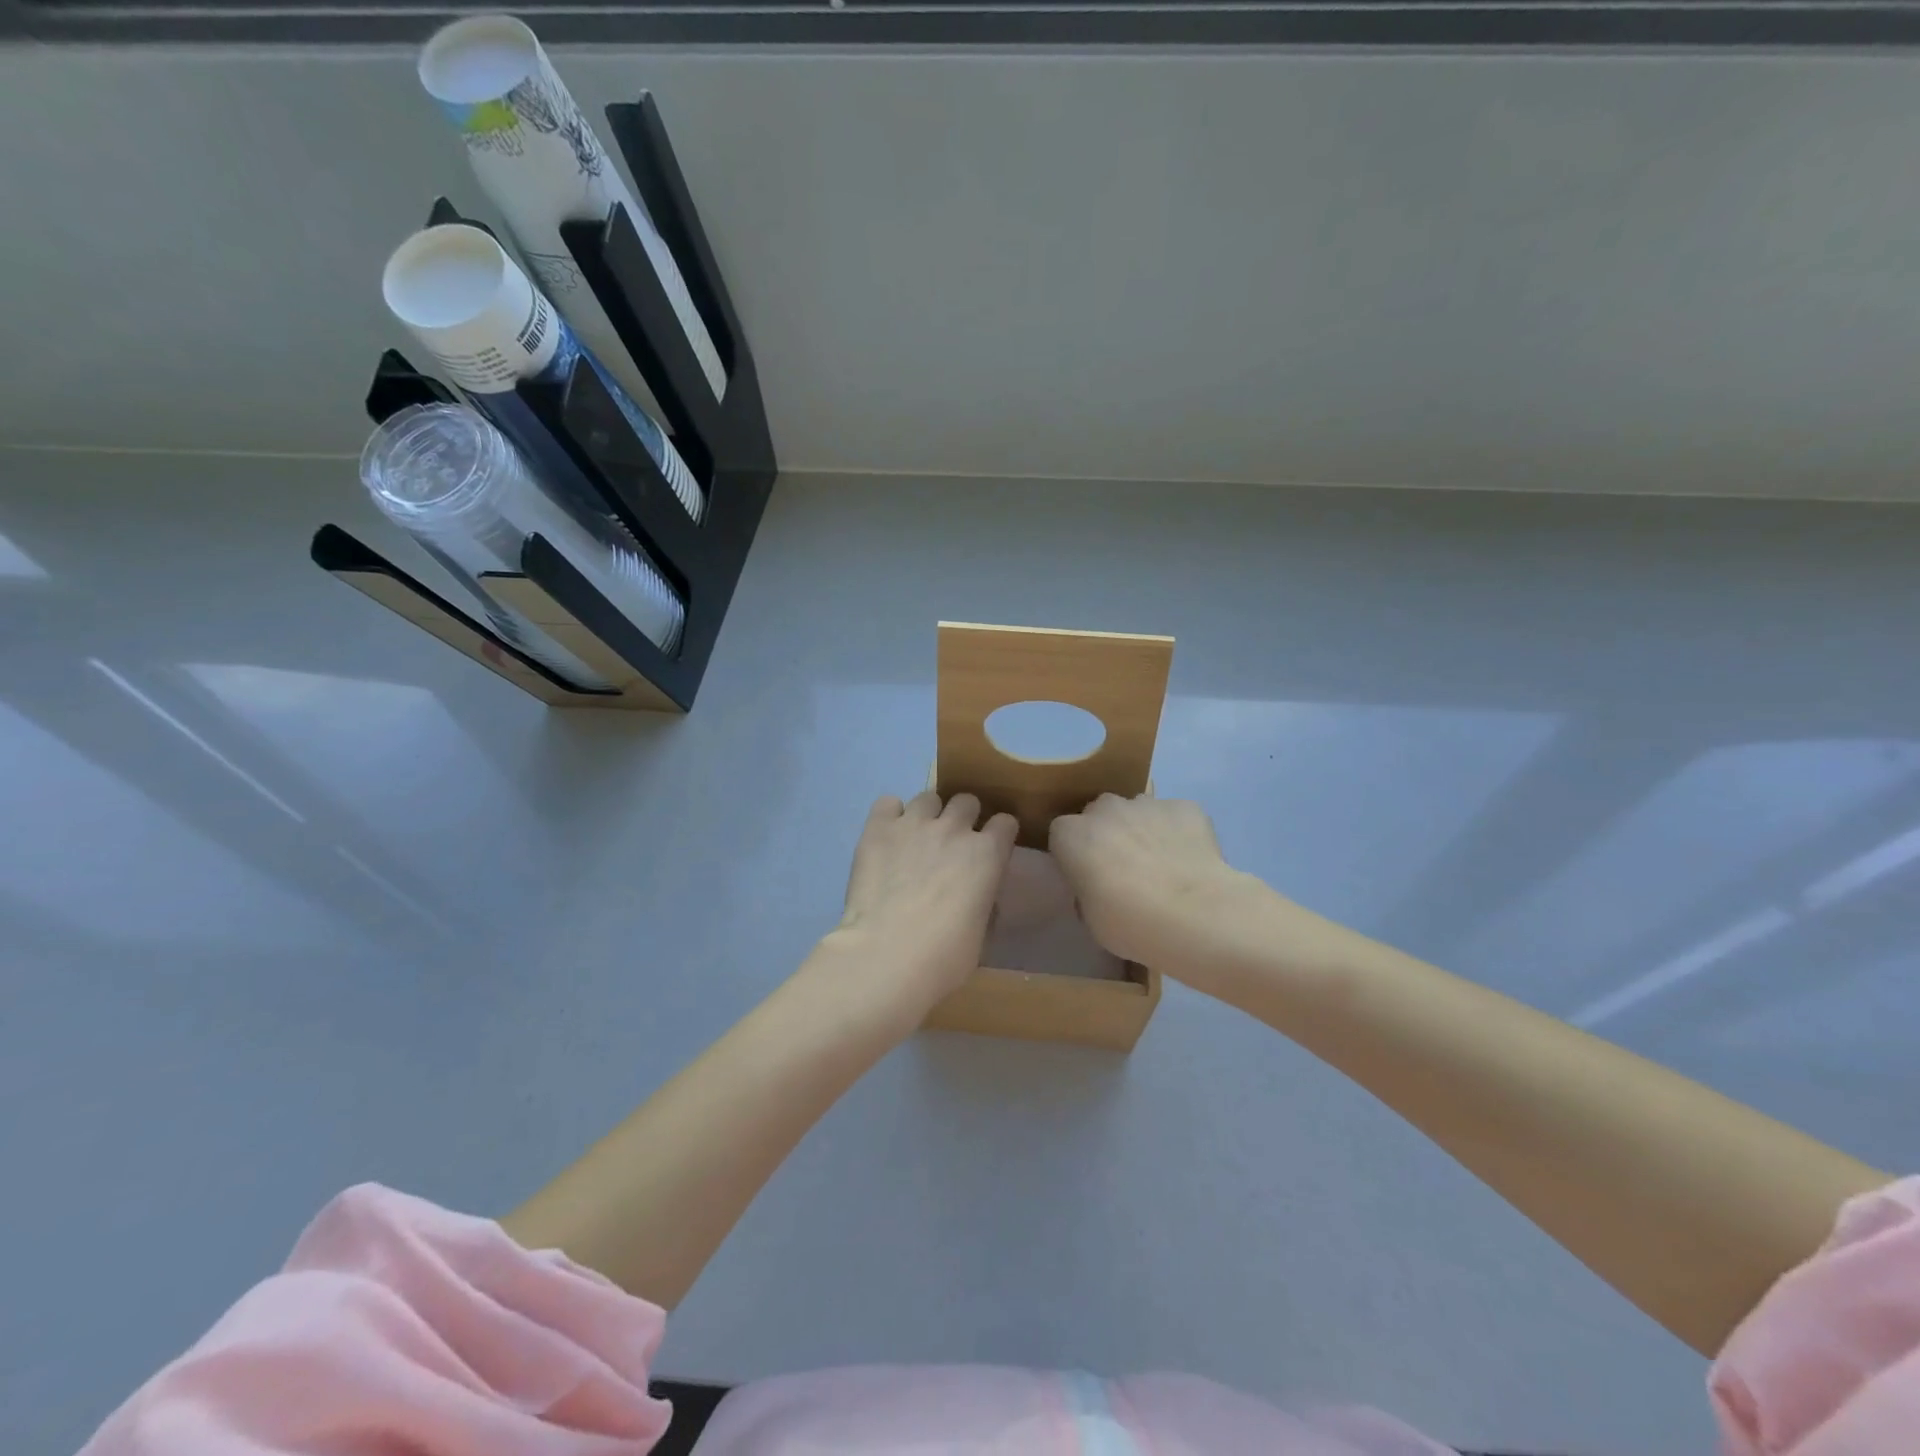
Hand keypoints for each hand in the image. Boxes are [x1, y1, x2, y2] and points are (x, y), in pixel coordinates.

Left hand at [830, 790, 1018, 1012]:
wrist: (888, 955)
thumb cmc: (944, 957)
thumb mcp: (981, 931)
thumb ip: (982, 899)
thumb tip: (975, 894)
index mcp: (988, 854)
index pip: (1006, 823)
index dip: (998, 835)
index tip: (991, 848)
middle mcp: (954, 828)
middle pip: (967, 801)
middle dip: (963, 818)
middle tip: (950, 844)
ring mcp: (915, 823)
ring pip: (929, 797)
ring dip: (927, 815)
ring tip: (915, 839)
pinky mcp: (879, 827)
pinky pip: (888, 803)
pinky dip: (890, 816)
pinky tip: (886, 837)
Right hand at [1048, 793, 1268, 977]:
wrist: (1194, 915)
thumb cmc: (1130, 923)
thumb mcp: (1091, 918)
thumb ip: (1088, 890)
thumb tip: (1099, 885)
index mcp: (1072, 834)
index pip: (1063, 834)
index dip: (1076, 854)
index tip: (1089, 877)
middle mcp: (1105, 808)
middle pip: (1100, 814)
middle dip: (1109, 834)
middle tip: (1125, 870)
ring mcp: (1147, 803)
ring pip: (1139, 811)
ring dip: (1144, 830)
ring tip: (1163, 867)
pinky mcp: (1186, 807)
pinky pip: (1176, 817)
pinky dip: (1180, 833)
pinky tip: (1192, 862)